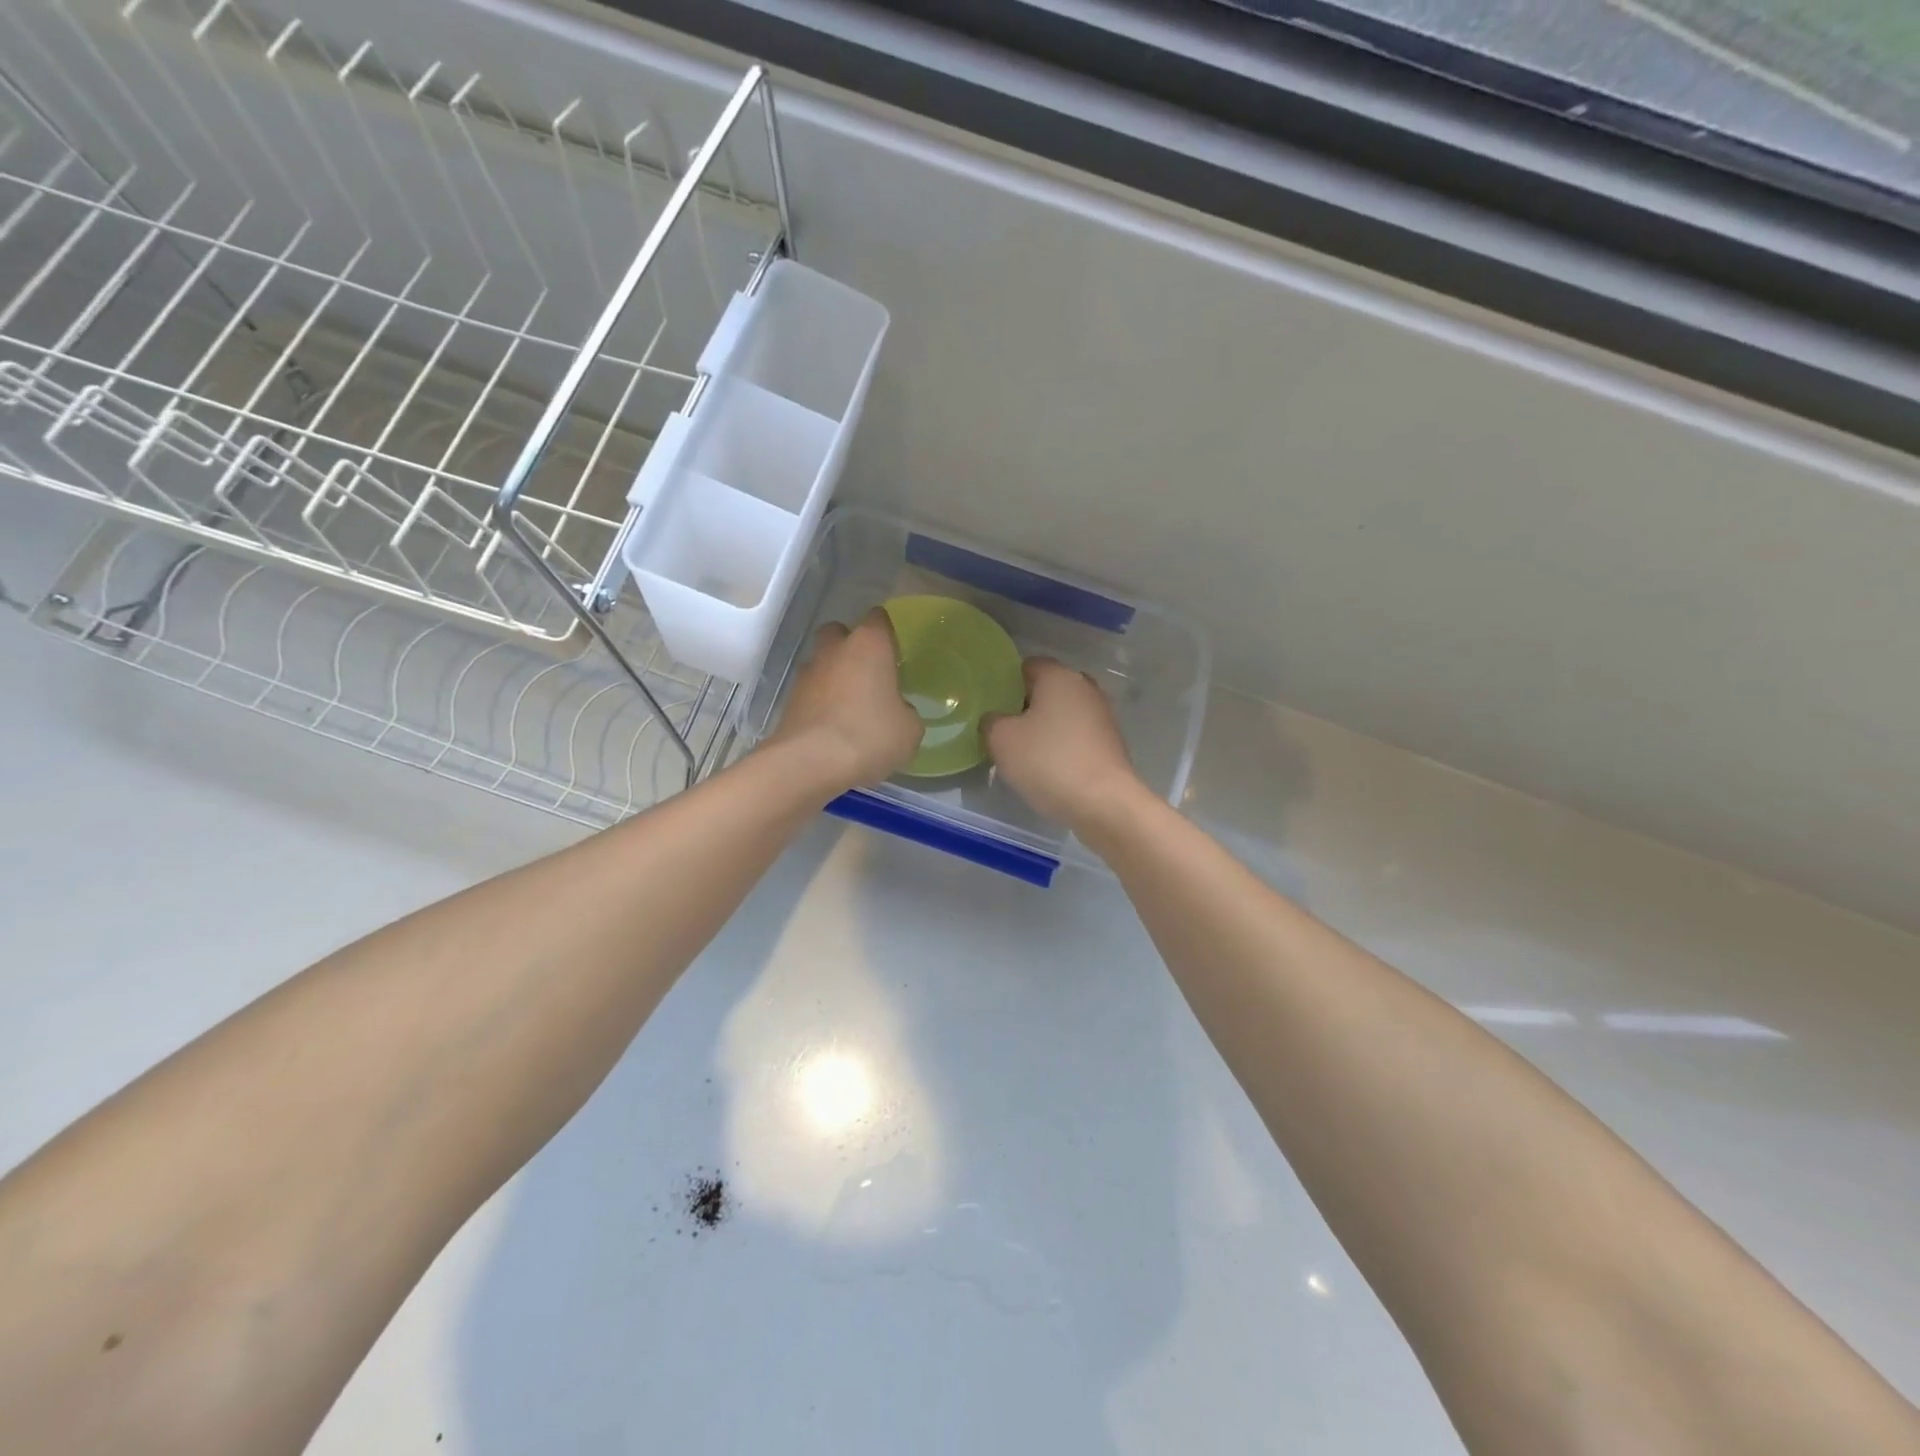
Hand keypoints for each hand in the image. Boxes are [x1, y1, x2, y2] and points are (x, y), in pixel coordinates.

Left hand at [768, 609, 922, 791]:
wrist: (809, 763)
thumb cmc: (870, 736)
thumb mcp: (909, 730)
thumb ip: (906, 713)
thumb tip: (897, 712)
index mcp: (869, 645)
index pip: (878, 619)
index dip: (887, 634)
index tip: (895, 654)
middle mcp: (834, 650)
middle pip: (840, 633)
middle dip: (851, 648)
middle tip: (868, 675)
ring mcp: (806, 674)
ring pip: (822, 664)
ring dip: (833, 678)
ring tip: (850, 708)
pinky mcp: (788, 701)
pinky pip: (810, 694)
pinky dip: (820, 704)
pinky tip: (833, 729)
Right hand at [984, 658, 1148, 828]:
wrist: (1104, 803)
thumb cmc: (1048, 762)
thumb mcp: (1001, 740)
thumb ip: (991, 722)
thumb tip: (996, 720)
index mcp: (1059, 676)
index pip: (1027, 666)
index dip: (1007, 683)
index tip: (993, 707)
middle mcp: (1085, 687)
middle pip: (1048, 690)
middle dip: (1027, 706)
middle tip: (1005, 731)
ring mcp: (1103, 716)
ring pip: (1064, 714)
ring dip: (1046, 729)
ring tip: (1025, 754)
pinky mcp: (1111, 744)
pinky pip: (1078, 737)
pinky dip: (1063, 747)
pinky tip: (1050, 769)